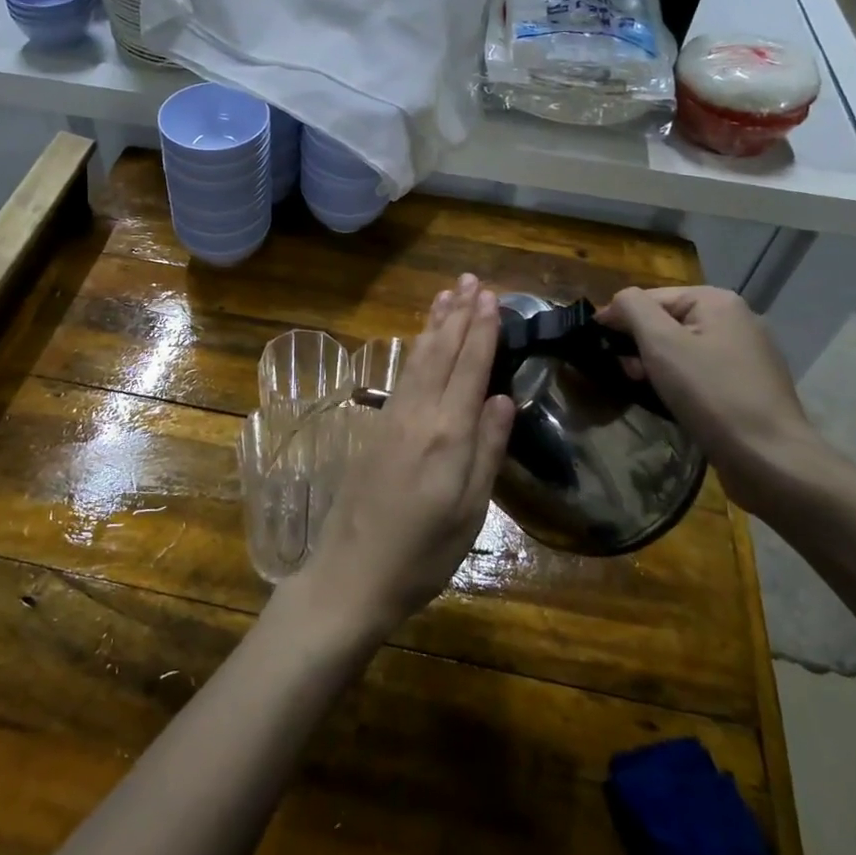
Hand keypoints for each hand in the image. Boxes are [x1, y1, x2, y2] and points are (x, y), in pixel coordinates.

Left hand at [286, 275, 515, 646]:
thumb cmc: (422, 554)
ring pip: (417, 359)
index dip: (481, 331)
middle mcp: (417, 416)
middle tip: (470, 280)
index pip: (469, 368)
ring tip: (447, 295)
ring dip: (434, 324)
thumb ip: (487, 450)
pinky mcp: (375, 430)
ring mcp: (391, 420)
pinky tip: (420, 342)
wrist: (352, 574)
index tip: (491, 297)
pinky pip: (402, 376)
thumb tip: (504, 399)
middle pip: (440, 353)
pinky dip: (416, 350)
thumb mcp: (470, 511)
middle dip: (458, 315)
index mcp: (447, 435)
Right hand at [596, 286, 829, 509]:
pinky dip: (680, 380)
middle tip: (625, 373)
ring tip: (645, 388)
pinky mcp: (749, 383)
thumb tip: (616, 301)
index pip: (650, 297)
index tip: (597, 346)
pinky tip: (673, 400)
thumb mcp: (661, 343)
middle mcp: (737, 319)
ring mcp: (747, 352)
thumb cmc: (710, 393)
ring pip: (683, 347)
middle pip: (667, 321)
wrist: (769, 457)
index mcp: (717, 301)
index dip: (619, 318)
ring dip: (656, 364)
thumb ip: (632, 309)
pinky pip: (701, 370)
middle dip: (639, 344)